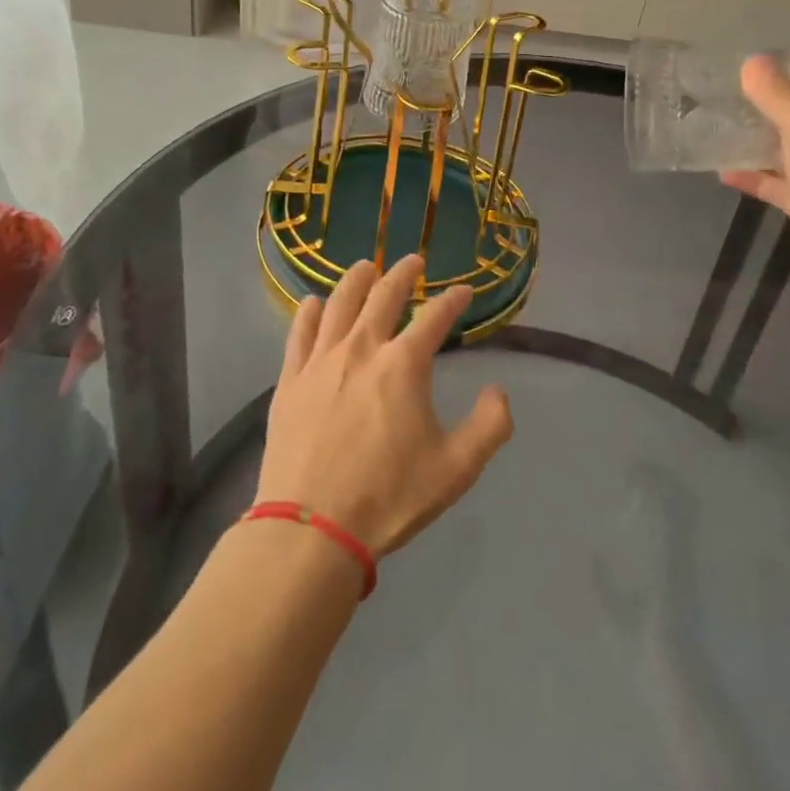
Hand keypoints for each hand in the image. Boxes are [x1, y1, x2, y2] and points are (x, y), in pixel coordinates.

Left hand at [256, 255, 512, 556]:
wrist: (312, 529)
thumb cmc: (389, 497)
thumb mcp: (457, 469)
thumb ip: (490, 425)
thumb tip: (498, 391)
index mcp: (404, 364)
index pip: (435, 317)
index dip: (454, 300)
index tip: (464, 290)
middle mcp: (362, 348)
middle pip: (384, 295)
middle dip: (403, 274)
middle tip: (413, 261)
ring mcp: (321, 361)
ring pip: (340, 304)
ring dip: (356, 280)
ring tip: (366, 267)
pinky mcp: (290, 380)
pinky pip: (300, 333)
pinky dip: (310, 312)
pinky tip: (314, 303)